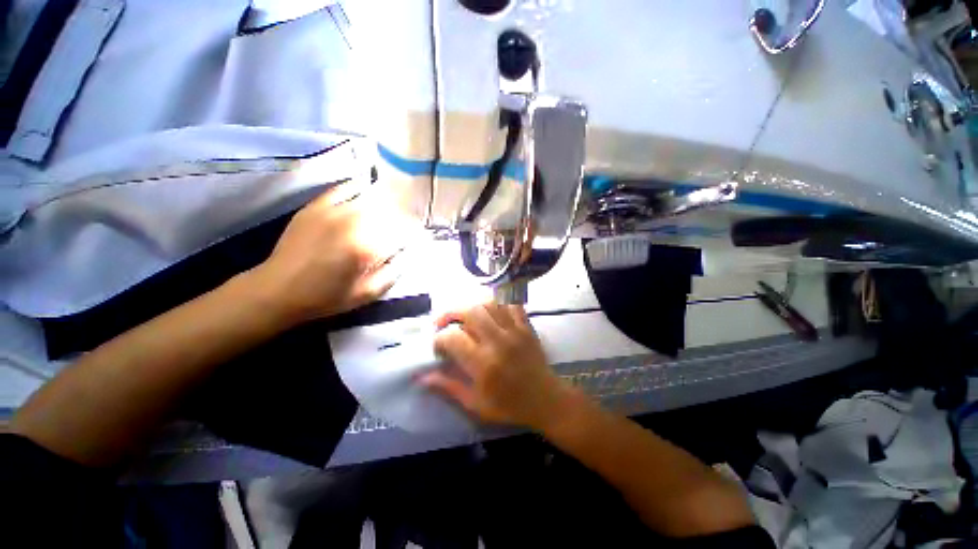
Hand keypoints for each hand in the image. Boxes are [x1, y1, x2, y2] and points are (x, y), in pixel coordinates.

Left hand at [249, 183, 416, 324]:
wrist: (278, 290)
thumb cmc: (327, 297)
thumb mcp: (368, 294)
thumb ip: (394, 272)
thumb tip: (409, 252)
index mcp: (369, 248)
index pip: (404, 232)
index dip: (415, 233)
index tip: (418, 237)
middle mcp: (354, 224)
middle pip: (391, 212)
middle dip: (403, 218)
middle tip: (405, 225)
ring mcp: (334, 211)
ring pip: (372, 198)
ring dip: (387, 203)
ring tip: (392, 208)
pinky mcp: (317, 206)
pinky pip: (345, 188)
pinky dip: (360, 188)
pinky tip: (367, 190)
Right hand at [422, 303, 572, 429]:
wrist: (545, 400)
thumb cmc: (509, 406)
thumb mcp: (476, 404)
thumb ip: (448, 387)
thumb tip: (421, 377)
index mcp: (484, 363)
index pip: (453, 337)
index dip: (439, 339)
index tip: (438, 347)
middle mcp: (498, 341)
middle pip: (470, 311)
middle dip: (451, 313)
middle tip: (443, 323)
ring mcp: (515, 330)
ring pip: (490, 303)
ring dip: (472, 306)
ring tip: (465, 316)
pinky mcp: (526, 326)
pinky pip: (511, 304)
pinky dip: (498, 303)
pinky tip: (490, 312)